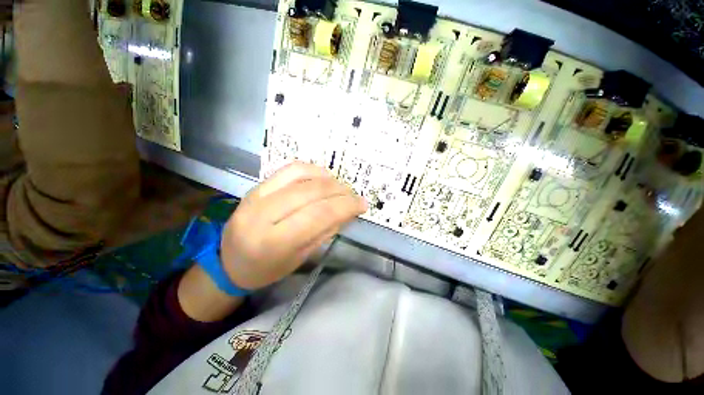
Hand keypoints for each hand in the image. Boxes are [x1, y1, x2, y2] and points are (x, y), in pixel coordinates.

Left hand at [221, 162, 366, 289]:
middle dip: (340, 192)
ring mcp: (256, 195)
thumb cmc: (268, 268)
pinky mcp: (256, 186)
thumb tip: (348, 210)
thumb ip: (326, 230)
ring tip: (341, 188)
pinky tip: (323, 178)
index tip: (363, 205)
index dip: (346, 206)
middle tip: (354, 196)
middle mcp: (263, 214)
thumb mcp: (301, 257)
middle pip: (312, 192)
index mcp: (274, 242)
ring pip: (301, 175)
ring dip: (328, 179)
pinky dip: (312, 170)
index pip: (319, 215)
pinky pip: (289, 169)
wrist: (229, 262)